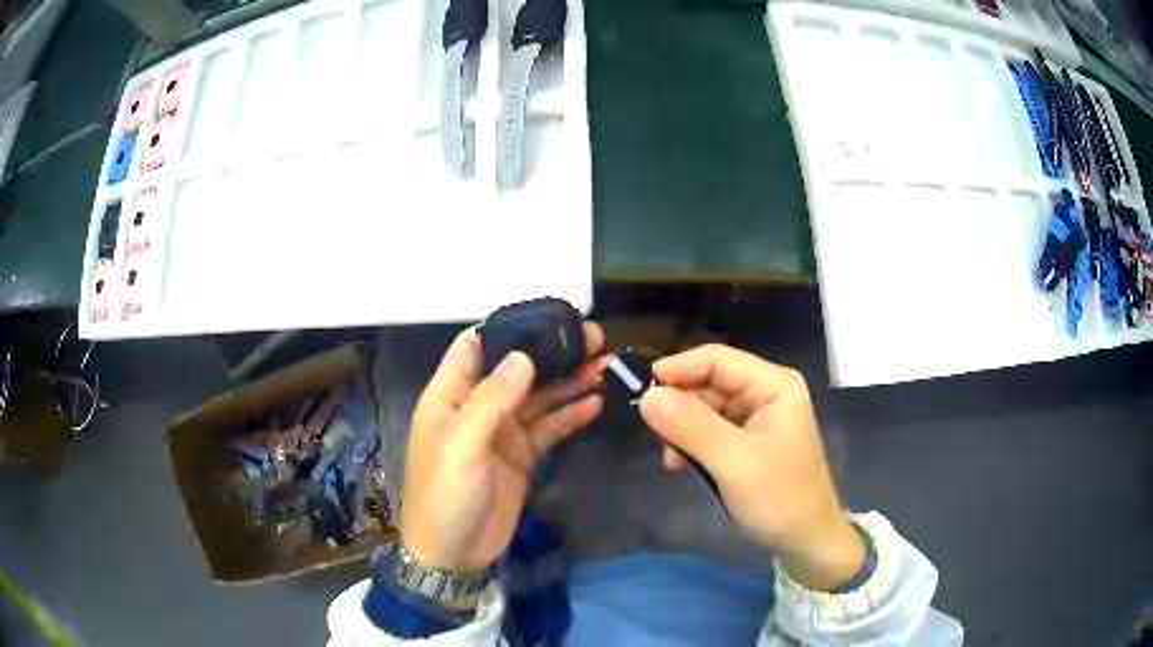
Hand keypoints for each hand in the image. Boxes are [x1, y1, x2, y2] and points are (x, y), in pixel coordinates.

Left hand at [399, 324, 603, 574]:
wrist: (454, 553)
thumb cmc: (445, 494)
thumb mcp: (462, 445)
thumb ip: (491, 400)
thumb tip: (522, 357)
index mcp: (450, 395)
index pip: (474, 347)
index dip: (506, 329)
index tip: (545, 317)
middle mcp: (477, 407)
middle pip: (516, 370)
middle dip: (551, 354)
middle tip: (593, 338)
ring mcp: (502, 432)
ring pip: (539, 397)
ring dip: (568, 382)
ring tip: (605, 365)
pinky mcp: (522, 456)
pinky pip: (549, 428)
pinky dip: (570, 415)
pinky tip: (595, 401)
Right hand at [638, 344, 863, 590]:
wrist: (806, 541)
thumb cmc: (779, 498)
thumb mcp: (733, 462)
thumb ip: (691, 426)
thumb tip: (646, 396)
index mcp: (772, 384)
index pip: (716, 358)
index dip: (676, 368)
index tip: (638, 391)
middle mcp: (765, 392)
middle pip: (709, 381)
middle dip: (678, 405)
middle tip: (652, 434)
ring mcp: (757, 417)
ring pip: (705, 407)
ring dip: (682, 429)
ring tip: (671, 459)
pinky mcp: (748, 441)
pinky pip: (710, 430)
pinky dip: (691, 443)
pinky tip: (681, 464)